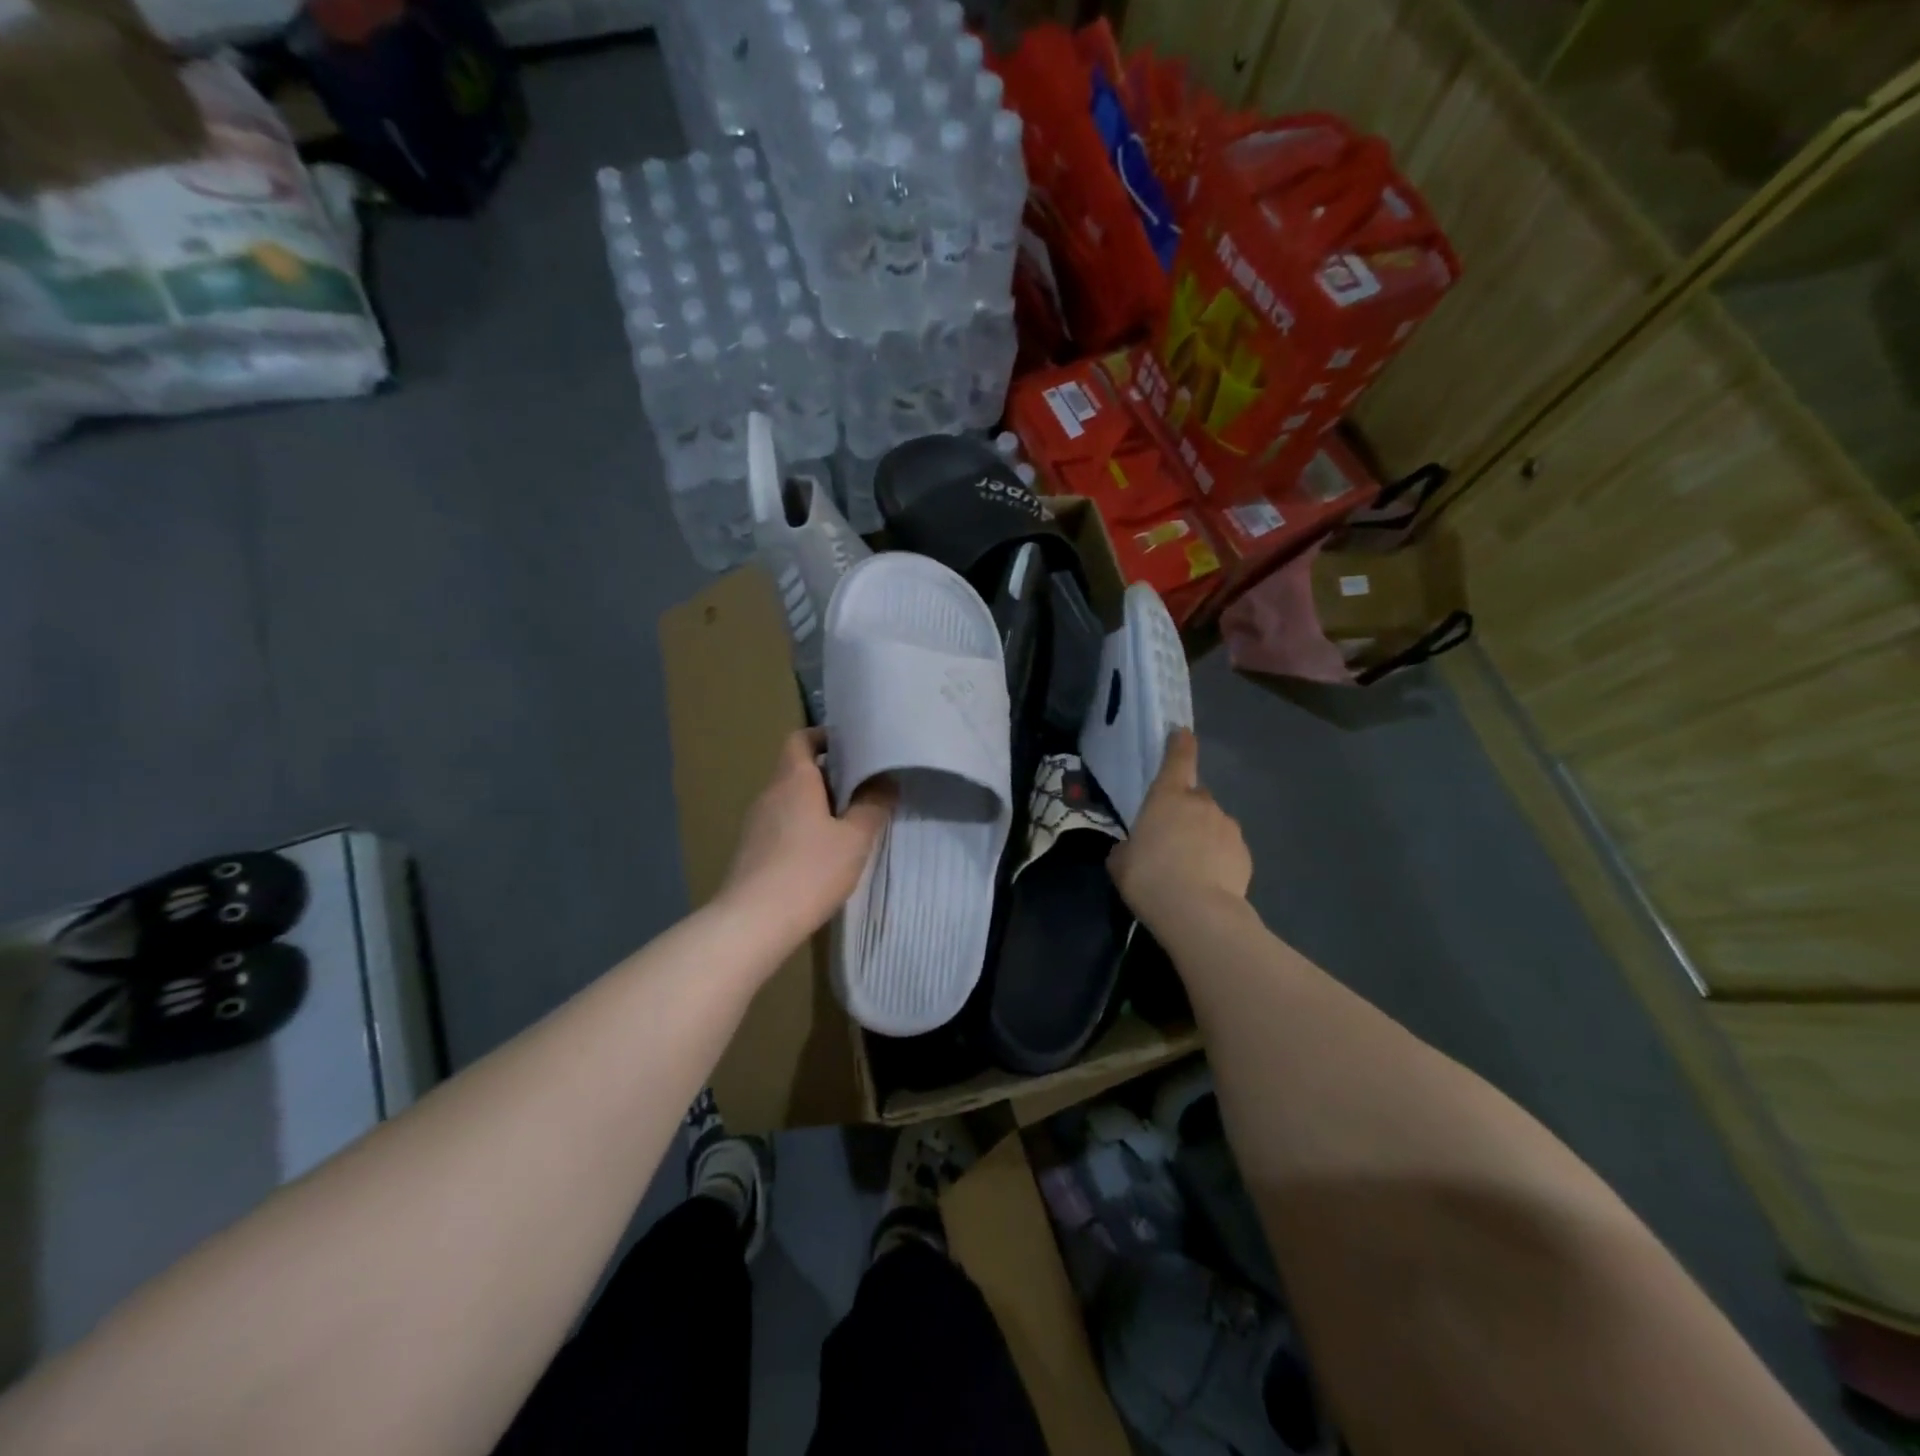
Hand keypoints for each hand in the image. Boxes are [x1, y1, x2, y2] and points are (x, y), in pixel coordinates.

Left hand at [718, 729, 893, 949]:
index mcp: (793, 779)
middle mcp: (770, 794)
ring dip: (817, 806)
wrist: (753, 922)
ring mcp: (756, 824)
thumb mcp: (854, 839)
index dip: (824, 738)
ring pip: (791, 801)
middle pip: (798, 770)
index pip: (801, 739)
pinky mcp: (752, 851)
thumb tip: (885, 781)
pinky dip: (803, 829)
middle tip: (864, 790)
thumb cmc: (810, 870)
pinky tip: (823, 856)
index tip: (852, 749)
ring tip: (849, 825)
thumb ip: (873, 806)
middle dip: (830, 776)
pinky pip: (782, 826)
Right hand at [1108, 729, 1250, 930]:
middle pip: (1195, 796)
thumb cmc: (1149, 878)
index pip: (1177, 759)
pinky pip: (1227, 848)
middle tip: (1171, 836)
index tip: (1182, 733)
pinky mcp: (1245, 853)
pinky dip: (1218, 857)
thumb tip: (1133, 849)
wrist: (1198, 912)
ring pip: (1213, 823)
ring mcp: (1227, 827)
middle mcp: (1201, 803)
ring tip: (1189, 866)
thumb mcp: (1120, 862)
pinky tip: (1207, 881)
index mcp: (1167, 797)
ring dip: (1202, 835)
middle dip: (1186, 809)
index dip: (1180, 744)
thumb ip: (1127, 847)